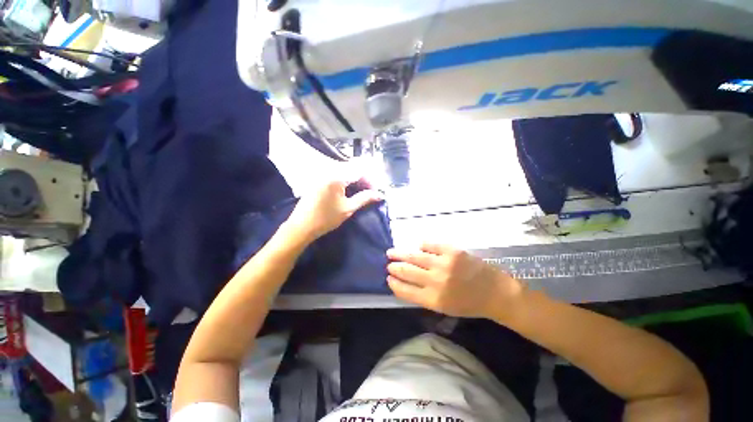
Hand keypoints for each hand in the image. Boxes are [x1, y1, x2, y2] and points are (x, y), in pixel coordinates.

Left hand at [285, 177, 383, 241]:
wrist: (302, 226)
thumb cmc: (326, 218)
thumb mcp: (348, 209)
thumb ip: (364, 198)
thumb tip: (380, 195)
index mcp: (337, 176)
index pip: (360, 171)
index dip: (370, 181)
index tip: (375, 192)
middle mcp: (329, 170)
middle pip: (352, 168)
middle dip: (363, 179)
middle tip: (369, 192)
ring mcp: (322, 173)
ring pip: (345, 171)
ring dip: (355, 180)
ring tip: (361, 192)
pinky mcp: (319, 178)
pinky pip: (337, 174)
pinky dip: (346, 180)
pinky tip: (349, 190)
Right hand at [387, 244, 522, 318]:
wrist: (495, 292)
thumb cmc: (469, 304)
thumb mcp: (444, 308)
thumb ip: (423, 296)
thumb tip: (405, 283)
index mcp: (433, 299)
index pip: (405, 290)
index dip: (394, 284)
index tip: (388, 279)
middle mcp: (436, 281)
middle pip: (407, 272)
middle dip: (394, 268)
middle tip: (388, 264)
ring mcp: (444, 264)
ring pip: (414, 256)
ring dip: (400, 254)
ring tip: (391, 252)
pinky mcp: (452, 251)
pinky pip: (430, 245)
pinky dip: (422, 245)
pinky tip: (418, 246)